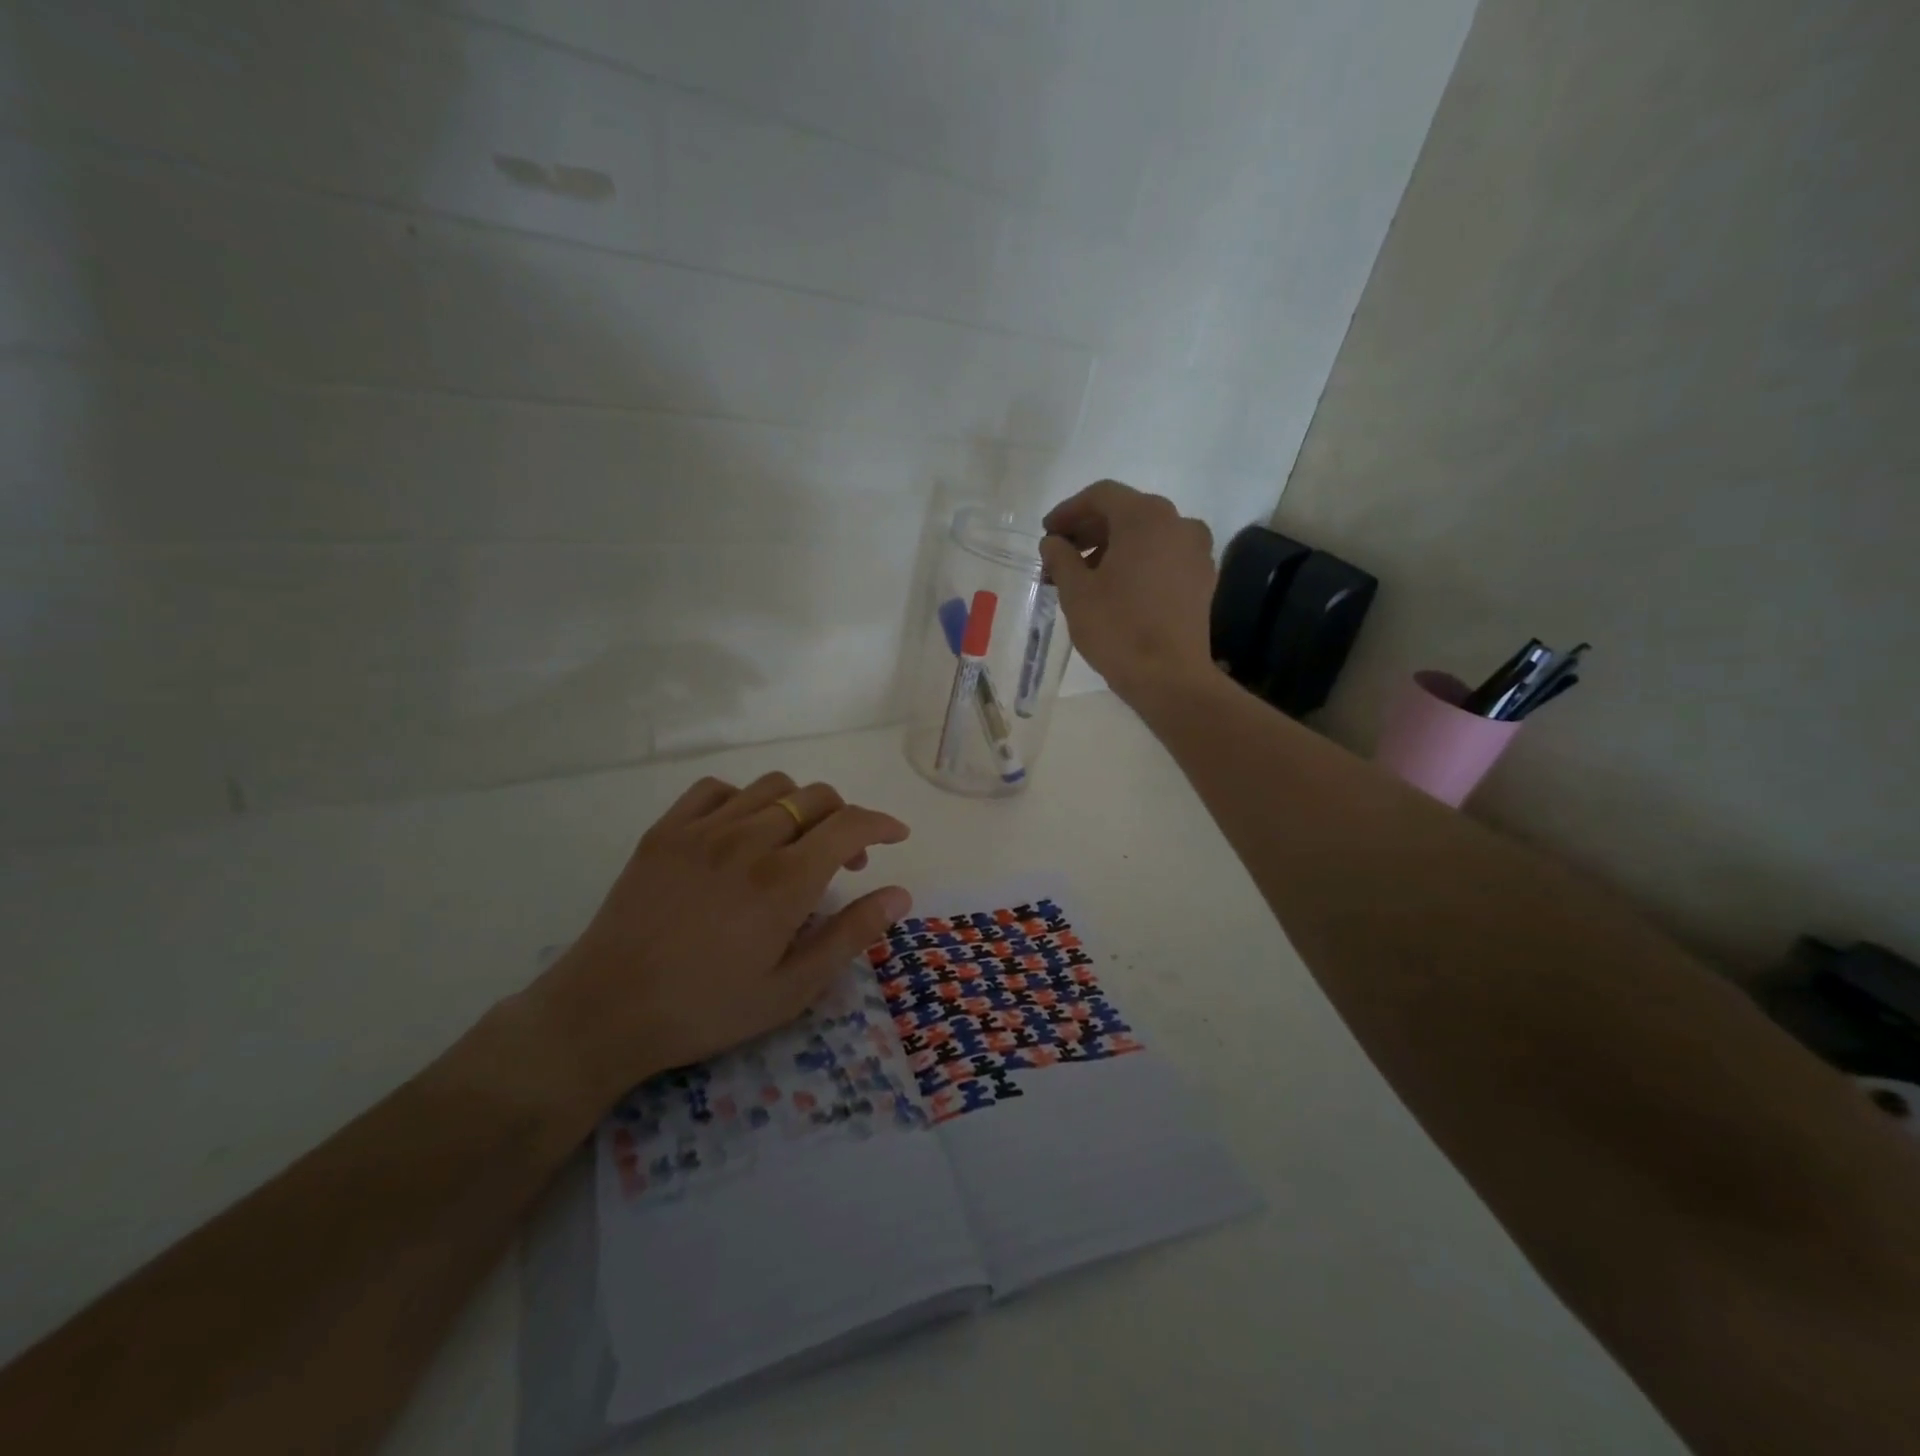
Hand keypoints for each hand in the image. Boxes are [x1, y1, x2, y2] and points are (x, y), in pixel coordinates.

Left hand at [524, 772, 910, 1114]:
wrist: (606, 1011)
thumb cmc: (707, 1008)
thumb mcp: (792, 989)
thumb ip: (850, 935)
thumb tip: (899, 894)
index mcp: (785, 881)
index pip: (850, 824)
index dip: (881, 823)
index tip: (896, 835)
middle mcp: (749, 840)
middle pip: (815, 798)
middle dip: (844, 818)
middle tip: (844, 860)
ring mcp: (702, 830)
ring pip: (771, 787)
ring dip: (799, 806)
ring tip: (795, 843)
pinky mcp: (665, 831)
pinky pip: (716, 789)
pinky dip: (743, 799)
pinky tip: (741, 831)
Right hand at [1040, 480, 1216, 703]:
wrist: (1169, 677)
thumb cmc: (1117, 628)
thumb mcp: (1076, 591)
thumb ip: (1060, 557)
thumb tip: (1053, 542)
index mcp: (1145, 517)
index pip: (1101, 496)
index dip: (1069, 511)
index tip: (1048, 533)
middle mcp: (1177, 523)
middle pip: (1126, 512)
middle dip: (1090, 530)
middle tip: (1061, 554)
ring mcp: (1195, 551)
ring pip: (1146, 535)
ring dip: (1112, 546)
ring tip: (1084, 575)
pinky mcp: (1202, 578)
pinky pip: (1163, 556)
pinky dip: (1137, 561)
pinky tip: (1116, 587)